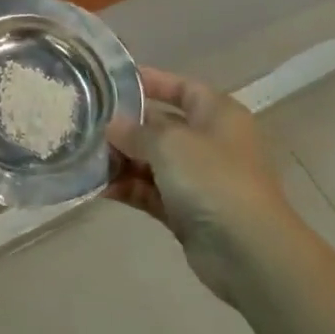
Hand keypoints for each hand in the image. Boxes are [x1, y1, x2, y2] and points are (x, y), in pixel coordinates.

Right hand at [107, 68, 302, 301]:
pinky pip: (151, 192)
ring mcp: (200, 180)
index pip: (182, 87)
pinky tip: (99, 187)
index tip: (112, 81)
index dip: (151, 81)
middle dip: (127, 126)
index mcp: (218, 114)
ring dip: (122, 160)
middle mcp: (211, 142)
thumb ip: (135, 131)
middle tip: (87, 122)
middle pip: (162, 125)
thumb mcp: (169, 143)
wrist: (249, 252)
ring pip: (154, 161)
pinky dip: (129, 188)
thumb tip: (112, 126)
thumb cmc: (213, 178)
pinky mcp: (188, 212)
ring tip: (85, 156)